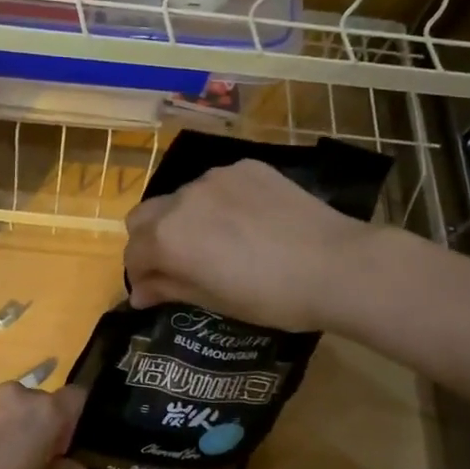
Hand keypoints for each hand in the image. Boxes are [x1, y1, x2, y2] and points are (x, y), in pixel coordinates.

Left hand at [0, 382, 88, 468]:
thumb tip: (77, 467)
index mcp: (46, 411)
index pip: (76, 396)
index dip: (75, 418)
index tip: (64, 445)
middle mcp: (20, 393)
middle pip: (44, 400)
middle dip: (45, 422)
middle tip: (36, 456)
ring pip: (16, 402)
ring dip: (18, 420)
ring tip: (5, 454)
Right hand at [124, 158, 374, 331]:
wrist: (336, 264)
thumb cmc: (271, 297)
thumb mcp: (214, 301)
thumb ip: (169, 288)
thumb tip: (139, 293)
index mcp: (169, 237)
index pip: (133, 253)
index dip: (139, 276)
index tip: (153, 292)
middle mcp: (182, 199)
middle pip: (144, 217)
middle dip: (150, 241)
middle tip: (176, 264)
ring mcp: (215, 178)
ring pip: (180, 198)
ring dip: (184, 220)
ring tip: (217, 241)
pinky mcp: (246, 167)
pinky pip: (215, 185)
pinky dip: (216, 203)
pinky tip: (245, 222)